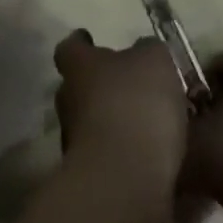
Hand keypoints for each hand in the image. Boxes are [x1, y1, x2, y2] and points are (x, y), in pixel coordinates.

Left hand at [53, 31, 189, 192]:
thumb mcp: (154, 62)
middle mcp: (68, 99)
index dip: (81, 43)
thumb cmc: (135, 106)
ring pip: (92, 122)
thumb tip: (143, 51)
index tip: (90, 40)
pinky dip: (124, 155)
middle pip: (78, 86)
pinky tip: (150, 158)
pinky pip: (107, 156)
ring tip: (147, 126)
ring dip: (113, 123)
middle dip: (100, 86)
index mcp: (79, 66)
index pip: (70, 47)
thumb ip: (148, 51)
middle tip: (129, 87)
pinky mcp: (90, 177)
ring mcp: (74, 141)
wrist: (124, 182)